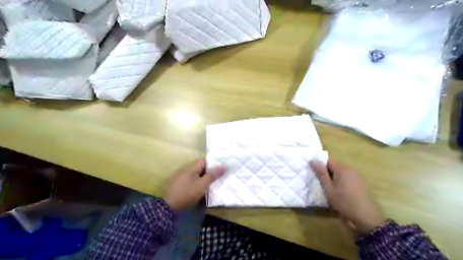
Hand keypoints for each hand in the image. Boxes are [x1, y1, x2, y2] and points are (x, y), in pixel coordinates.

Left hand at [164, 160, 226, 210]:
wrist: (169, 206)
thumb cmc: (188, 193)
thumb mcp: (202, 185)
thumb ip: (213, 175)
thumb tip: (224, 167)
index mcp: (191, 168)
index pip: (204, 161)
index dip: (212, 163)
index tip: (219, 169)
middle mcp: (186, 170)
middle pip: (200, 167)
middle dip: (208, 171)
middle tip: (217, 176)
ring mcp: (181, 177)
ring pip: (196, 174)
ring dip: (203, 177)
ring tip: (211, 182)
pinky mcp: (179, 184)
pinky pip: (191, 180)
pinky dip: (197, 182)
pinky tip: (200, 188)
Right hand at [311, 159, 387, 233]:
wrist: (366, 217)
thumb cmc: (344, 202)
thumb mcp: (329, 188)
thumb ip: (321, 173)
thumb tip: (312, 160)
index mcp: (342, 168)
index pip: (327, 161)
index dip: (321, 167)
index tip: (317, 177)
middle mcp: (351, 168)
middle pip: (335, 165)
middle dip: (328, 173)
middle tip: (323, 184)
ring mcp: (358, 175)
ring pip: (341, 172)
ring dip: (335, 177)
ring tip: (331, 189)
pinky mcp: (361, 182)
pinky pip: (348, 177)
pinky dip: (342, 181)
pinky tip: (342, 192)